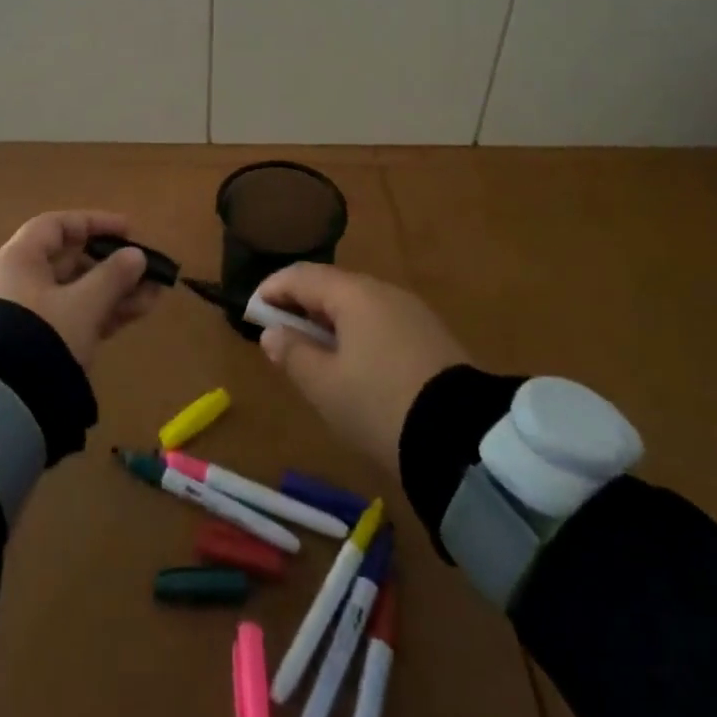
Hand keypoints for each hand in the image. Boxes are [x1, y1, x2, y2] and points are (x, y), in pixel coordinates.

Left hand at [0, 211, 160, 368]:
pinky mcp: (36, 344)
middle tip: (146, 269)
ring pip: (76, 292)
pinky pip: (74, 316)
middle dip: (112, 264)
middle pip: (70, 261)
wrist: (0, 406)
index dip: (93, 223)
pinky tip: (137, 313)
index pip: (56, 226)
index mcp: (18, 260)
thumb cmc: (40, 336)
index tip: (128, 230)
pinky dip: (102, 312)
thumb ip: (113, 276)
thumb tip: (136, 255)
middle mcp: (18, 282)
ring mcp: (27, 315)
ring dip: (114, 291)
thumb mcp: (83, 304)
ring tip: (154, 294)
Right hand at [255, 265, 468, 472]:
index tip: (252, 313)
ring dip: (329, 321)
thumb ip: (292, 354)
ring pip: (358, 305)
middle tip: (280, 335)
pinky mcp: (431, 336)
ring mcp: (411, 311)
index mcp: (353, 294)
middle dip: (301, 306)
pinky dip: (357, 333)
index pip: (301, 276)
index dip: (271, 290)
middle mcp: (383, 291)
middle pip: (331, 286)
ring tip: (314, 354)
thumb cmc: (379, 405)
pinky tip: (353, 364)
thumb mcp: (324, 386)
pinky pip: (381, 322)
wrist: (464, 440)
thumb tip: (272, 331)